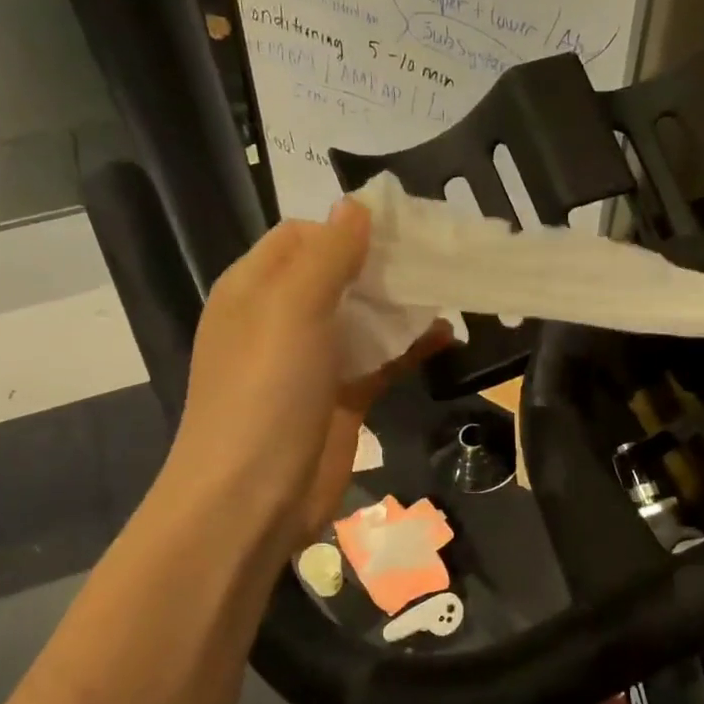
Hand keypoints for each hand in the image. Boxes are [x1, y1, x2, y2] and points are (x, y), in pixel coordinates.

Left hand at [167, 202, 444, 552]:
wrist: (252, 499)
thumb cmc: (266, 391)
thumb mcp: (293, 307)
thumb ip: (328, 254)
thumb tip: (356, 205)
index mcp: (255, 288)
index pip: (304, 236)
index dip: (349, 226)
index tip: (403, 226)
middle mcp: (281, 319)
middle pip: (339, 275)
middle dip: (385, 264)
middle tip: (440, 255)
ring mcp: (312, 362)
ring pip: (363, 318)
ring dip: (402, 305)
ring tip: (451, 289)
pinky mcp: (341, 399)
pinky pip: (379, 361)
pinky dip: (410, 348)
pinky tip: (447, 337)